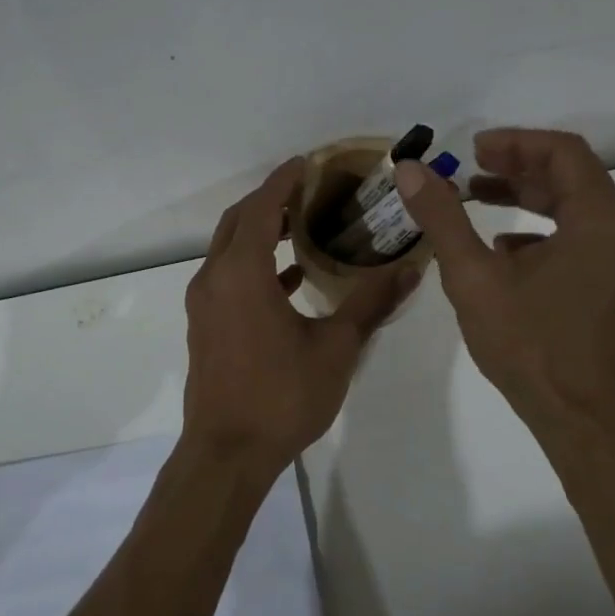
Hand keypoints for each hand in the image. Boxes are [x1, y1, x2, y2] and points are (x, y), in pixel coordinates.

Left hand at [184, 158, 419, 472]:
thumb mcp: (335, 349)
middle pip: (240, 220)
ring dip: (262, 231)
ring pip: (230, 248)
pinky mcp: (205, 324)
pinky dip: (255, 264)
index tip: (308, 161)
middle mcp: (215, 278)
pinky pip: (228, 276)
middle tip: (311, 190)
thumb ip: (370, 304)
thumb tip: (409, 270)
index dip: (284, 180)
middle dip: (271, 200)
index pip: (263, 207)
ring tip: (305, 226)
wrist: (226, 454)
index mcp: (242, 273)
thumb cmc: (281, 396)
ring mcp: (204, 302)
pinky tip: (291, 277)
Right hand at [396, 129, 614, 439]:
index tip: (474, 149)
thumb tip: (409, 169)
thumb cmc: (529, 344)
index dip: (516, 142)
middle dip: (518, 166)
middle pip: (572, 176)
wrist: (579, 419)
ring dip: (527, 196)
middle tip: (471, 168)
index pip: (564, 152)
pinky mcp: (614, 286)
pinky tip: (502, 248)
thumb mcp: (474, 276)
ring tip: (478, 198)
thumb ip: (442, 217)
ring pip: (575, 207)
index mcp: (600, 221)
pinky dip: (541, 229)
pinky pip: (580, 238)